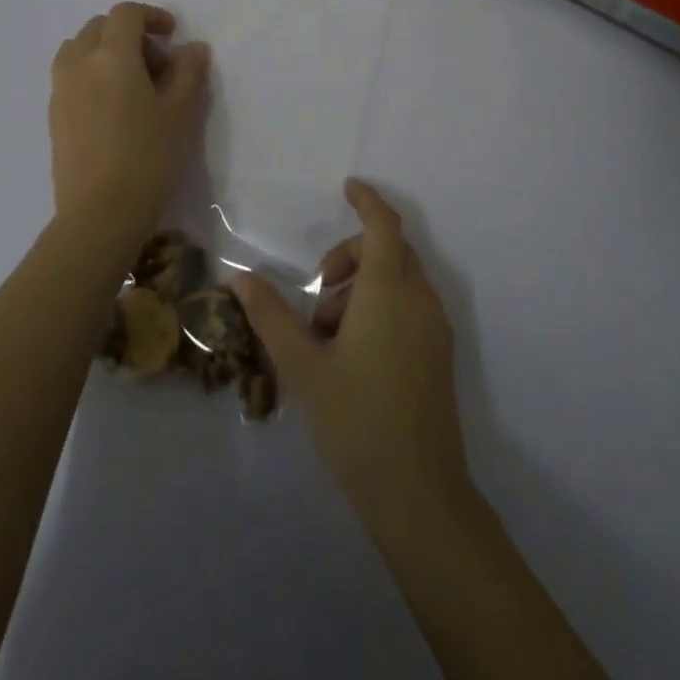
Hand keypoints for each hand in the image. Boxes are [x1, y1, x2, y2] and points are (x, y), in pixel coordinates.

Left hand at [49, 2, 210, 247]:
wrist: (100, 213)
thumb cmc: (148, 157)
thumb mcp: (181, 112)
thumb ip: (189, 71)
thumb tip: (193, 47)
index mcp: (111, 55)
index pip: (126, 14)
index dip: (152, 15)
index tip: (172, 35)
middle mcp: (79, 63)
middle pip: (99, 27)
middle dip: (129, 34)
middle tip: (156, 63)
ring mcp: (60, 89)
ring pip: (79, 49)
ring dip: (105, 51)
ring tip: (130, 82)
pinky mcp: (53, 115)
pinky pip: (70, 75)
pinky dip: (91, 73)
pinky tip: (112, 107)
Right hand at [232, 179, 471, 521]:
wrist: (419, 493)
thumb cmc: (356, 419)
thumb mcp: (303, 365)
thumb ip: (271, 315)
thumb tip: (239, 276)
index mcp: (388, 291)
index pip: (383, 225)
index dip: (367, 200)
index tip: (347, 187)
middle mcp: (419, 299)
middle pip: (390, 250)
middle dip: (351, 255)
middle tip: (319, 295)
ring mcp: (435, 327)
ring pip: (400, 279)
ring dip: (364, 285)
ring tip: (329, 336)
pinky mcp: (440, 353)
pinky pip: (410, 305)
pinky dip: (382, 306)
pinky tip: (354, 353)